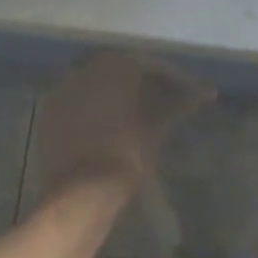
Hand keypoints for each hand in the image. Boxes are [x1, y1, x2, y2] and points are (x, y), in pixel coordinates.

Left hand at [34, 51, 215, 204]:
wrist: (80, 192)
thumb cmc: (125, 156)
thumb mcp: (158, 129)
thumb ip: (180, 104)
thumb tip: (207, 91)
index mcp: (113, 66)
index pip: (149, 64)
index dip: (173, 78)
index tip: (190, 94)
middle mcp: (84, 69)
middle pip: (121, 69)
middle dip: (143, 82)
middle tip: (164, 100)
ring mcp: (62, 90)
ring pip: (97, 82)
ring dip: (118, 92)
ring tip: (139, 112)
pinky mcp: (49, 113)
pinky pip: (78, 99)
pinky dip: (95, 106)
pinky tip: (109, 123)